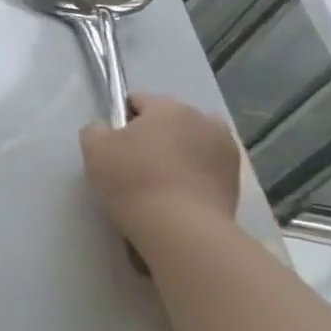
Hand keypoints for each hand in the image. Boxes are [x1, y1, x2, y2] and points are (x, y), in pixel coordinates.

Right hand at [79, 95, 240, 247]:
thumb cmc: (133, 179)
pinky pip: (207, 167)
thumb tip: (108, 130)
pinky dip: (194, 174)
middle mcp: (204, 121)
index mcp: (170, 107)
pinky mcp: (237, 181)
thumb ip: (96, 129)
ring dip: (179, 152)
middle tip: (134, 161)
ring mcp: (227, 151)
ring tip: (160, 180)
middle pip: (170, 120)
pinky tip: (178, 194)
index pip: (138, 101)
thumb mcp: (94, 148)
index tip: (112, 143)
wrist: (182, 229)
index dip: (121, 119)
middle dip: (154, 134)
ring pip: (193, 143)